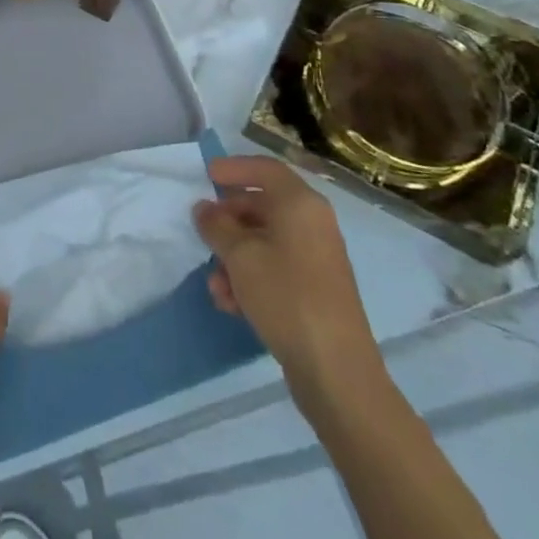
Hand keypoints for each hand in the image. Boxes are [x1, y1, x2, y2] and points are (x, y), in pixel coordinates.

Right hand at [193, 156, 379, 398]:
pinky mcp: (316, 290)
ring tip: (215, 284)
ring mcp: (317, 258)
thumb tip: (204, 209)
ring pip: (265, 241)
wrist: (336, 370)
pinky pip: (276, 268)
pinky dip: (251, 278)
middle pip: (263, 206)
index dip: (234, 167)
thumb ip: (216, 226)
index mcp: (300, 205)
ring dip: (234, 257)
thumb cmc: (286, 296)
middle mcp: (313, 224)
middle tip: (203, 232)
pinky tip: (231, 304)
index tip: (207, 175)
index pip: (265, 169)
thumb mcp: (239, 255)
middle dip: (229, 220)